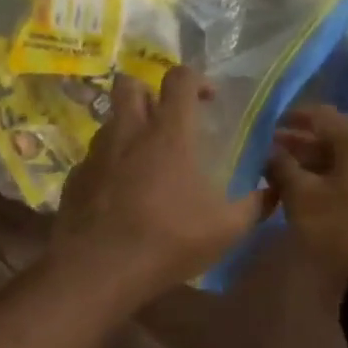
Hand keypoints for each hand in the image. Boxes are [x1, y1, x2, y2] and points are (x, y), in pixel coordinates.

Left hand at [53, 66, 268, 303]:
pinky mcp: (74, 178)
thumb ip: (255, 205)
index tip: (208, 100)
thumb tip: (273, 190)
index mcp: (168, 133)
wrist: (100, 269)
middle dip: (149, 92)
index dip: (196, 80)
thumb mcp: (226, 229)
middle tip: (166, 120)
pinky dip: (108, 166)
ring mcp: (96, 153)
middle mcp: (128, 132)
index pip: (179, 79)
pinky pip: (93, 159)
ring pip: (109, 121)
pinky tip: (119, 194)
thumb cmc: (169, 240)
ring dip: (127, 130)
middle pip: (129, 84)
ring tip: (143, 161)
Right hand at [266, 105, 347, 289]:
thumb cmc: (341, 230)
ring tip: (283, 179)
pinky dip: (330, 184)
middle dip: (299, 146)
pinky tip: (311, 199)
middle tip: (268, 155)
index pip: (322, 115)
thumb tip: (270, 151)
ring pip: (344, 164)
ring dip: (313, 167)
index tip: (266, 126)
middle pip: (334, 140)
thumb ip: (283, 168)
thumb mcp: (302, 197)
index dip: (291, 118)